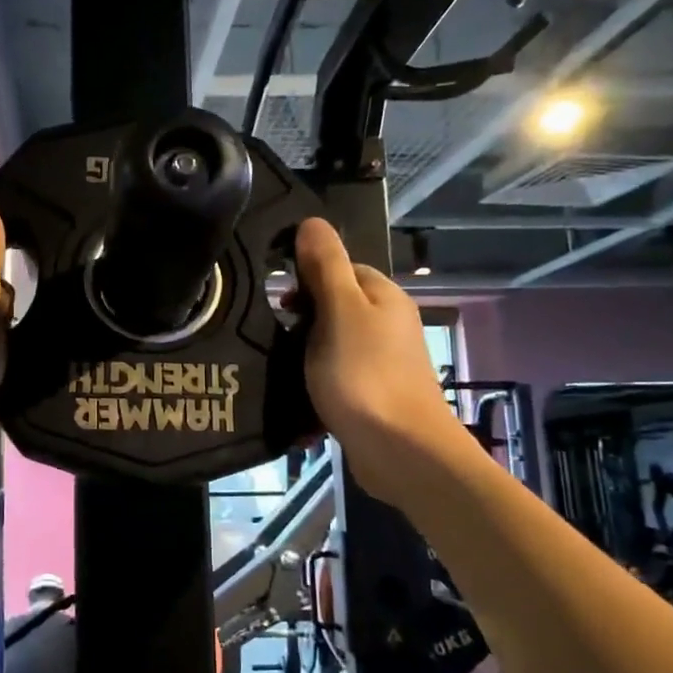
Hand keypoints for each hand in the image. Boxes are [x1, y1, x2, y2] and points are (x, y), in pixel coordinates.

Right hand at [295, 218, 460, 503]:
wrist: (399, 450)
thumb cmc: (364, 374)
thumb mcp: (339, 311)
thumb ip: (325, 267)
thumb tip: (312, 222)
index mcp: (384, 298)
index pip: (342, 269)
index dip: (308, 277)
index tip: (277, 300)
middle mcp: (388, 326)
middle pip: (337, 307)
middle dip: (303, 319)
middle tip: (273, 336)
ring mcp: (383, 364)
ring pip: (333, 345)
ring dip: (305, 355)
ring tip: (278, 367)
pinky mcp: (373, 397)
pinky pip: (337, 380)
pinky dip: (317, 385)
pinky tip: (296, 399)